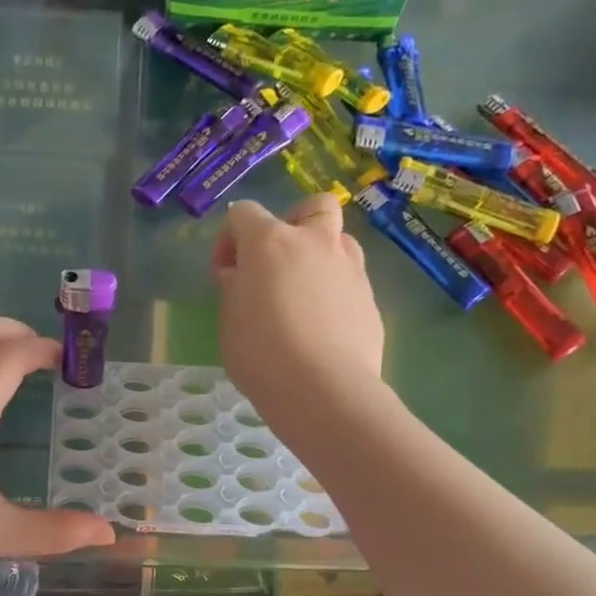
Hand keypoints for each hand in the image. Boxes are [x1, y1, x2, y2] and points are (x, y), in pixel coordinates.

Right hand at [213, 195, 384, 429]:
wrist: (323, 390)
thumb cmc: (261, 354)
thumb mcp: (230, 320)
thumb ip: (234, 287)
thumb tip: (241, 274)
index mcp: (270, 242)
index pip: (244, 213)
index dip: (228, 238)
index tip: (225, 273)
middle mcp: (314, 243)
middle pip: (312, 206)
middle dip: (293, 222)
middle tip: (278, 258)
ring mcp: (349, 268)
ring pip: (338, 240)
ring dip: (319, 254)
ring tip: (302, 292)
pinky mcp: (370, 298)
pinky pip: (350, 279)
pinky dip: (334, 290)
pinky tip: (322, 324)